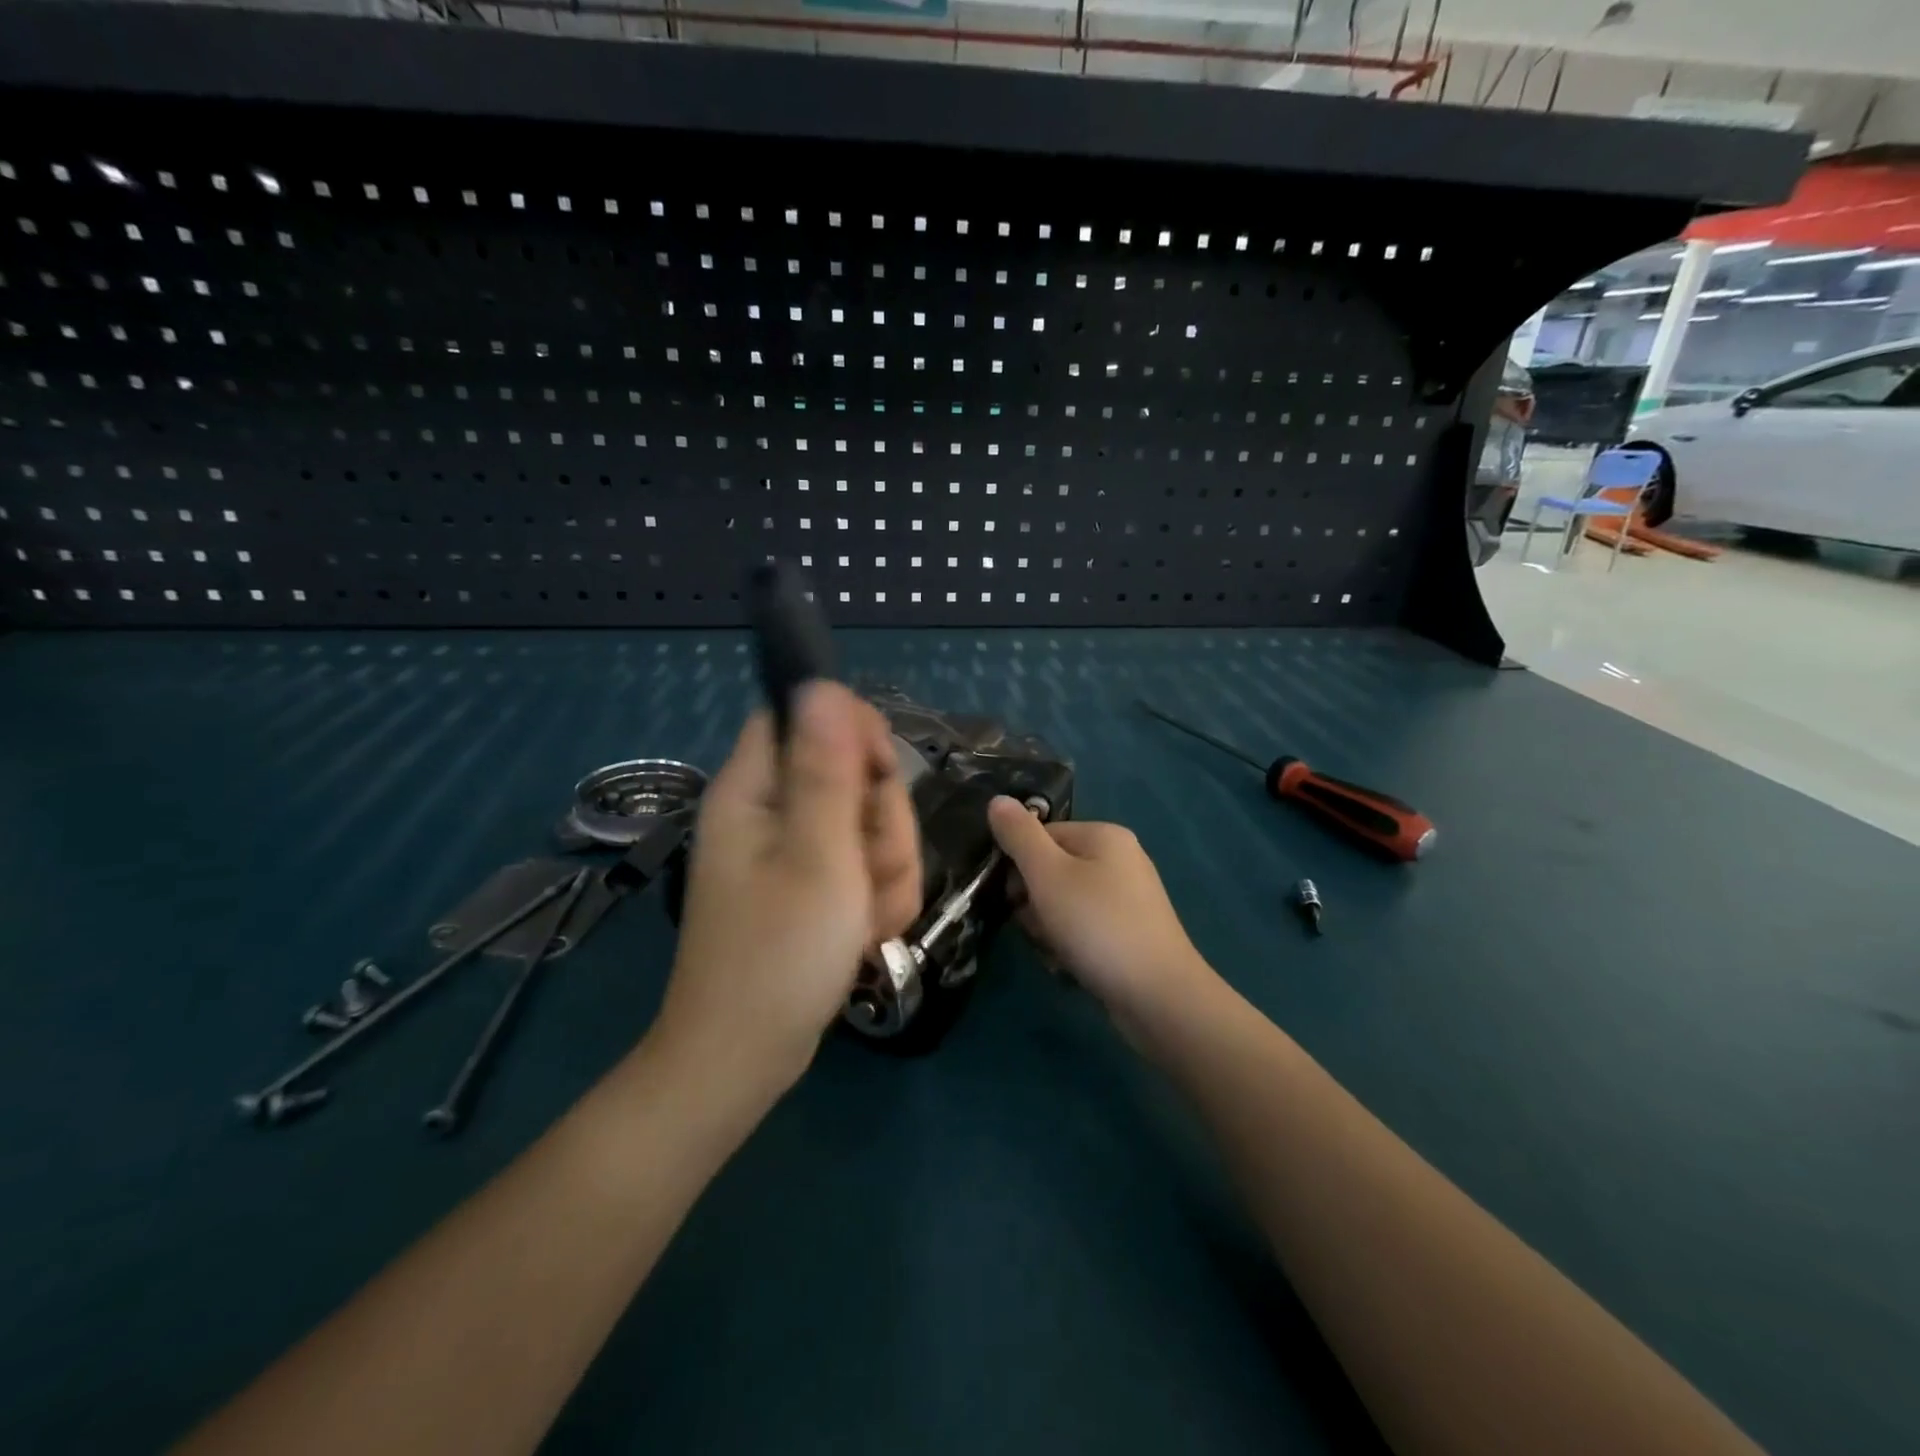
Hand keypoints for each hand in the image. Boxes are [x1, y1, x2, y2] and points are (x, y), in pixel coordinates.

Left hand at [653, 684, 920, 1101]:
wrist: (745, 1058)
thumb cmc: (779, 955)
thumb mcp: (817, 856)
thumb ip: (827, 769)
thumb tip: (820, 684)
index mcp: (754, 789)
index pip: (804, 715)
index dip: (851, 731)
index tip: (881, 773)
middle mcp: (770, 811)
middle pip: (849, 773)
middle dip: (880, 823)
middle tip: (869, 872)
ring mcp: (792, 852)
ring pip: (867, 825)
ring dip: (886, 869)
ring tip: (866, 918)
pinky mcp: (811, 886)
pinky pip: (863, 866)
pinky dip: (875, 897)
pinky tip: (865, 935)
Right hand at [987, 798, 1218, 1036]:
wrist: (1159, 997)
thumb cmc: (1098, 926)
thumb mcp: (1048, 875)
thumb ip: (1019, 836)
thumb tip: (996, 800)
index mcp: (1104, 835)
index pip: (1041, 836)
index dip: (1019, 866)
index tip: (1014, 899)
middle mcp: (1121, 858)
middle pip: (1052, 869)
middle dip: (1035, 902)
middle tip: (1039, 928)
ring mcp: (1129, 897)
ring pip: (1065, 903)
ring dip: (1050, 928)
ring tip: (1057, 953)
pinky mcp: (1131, 932)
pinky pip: (1085, 928)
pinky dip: (1072, 945)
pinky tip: (1072, 966)